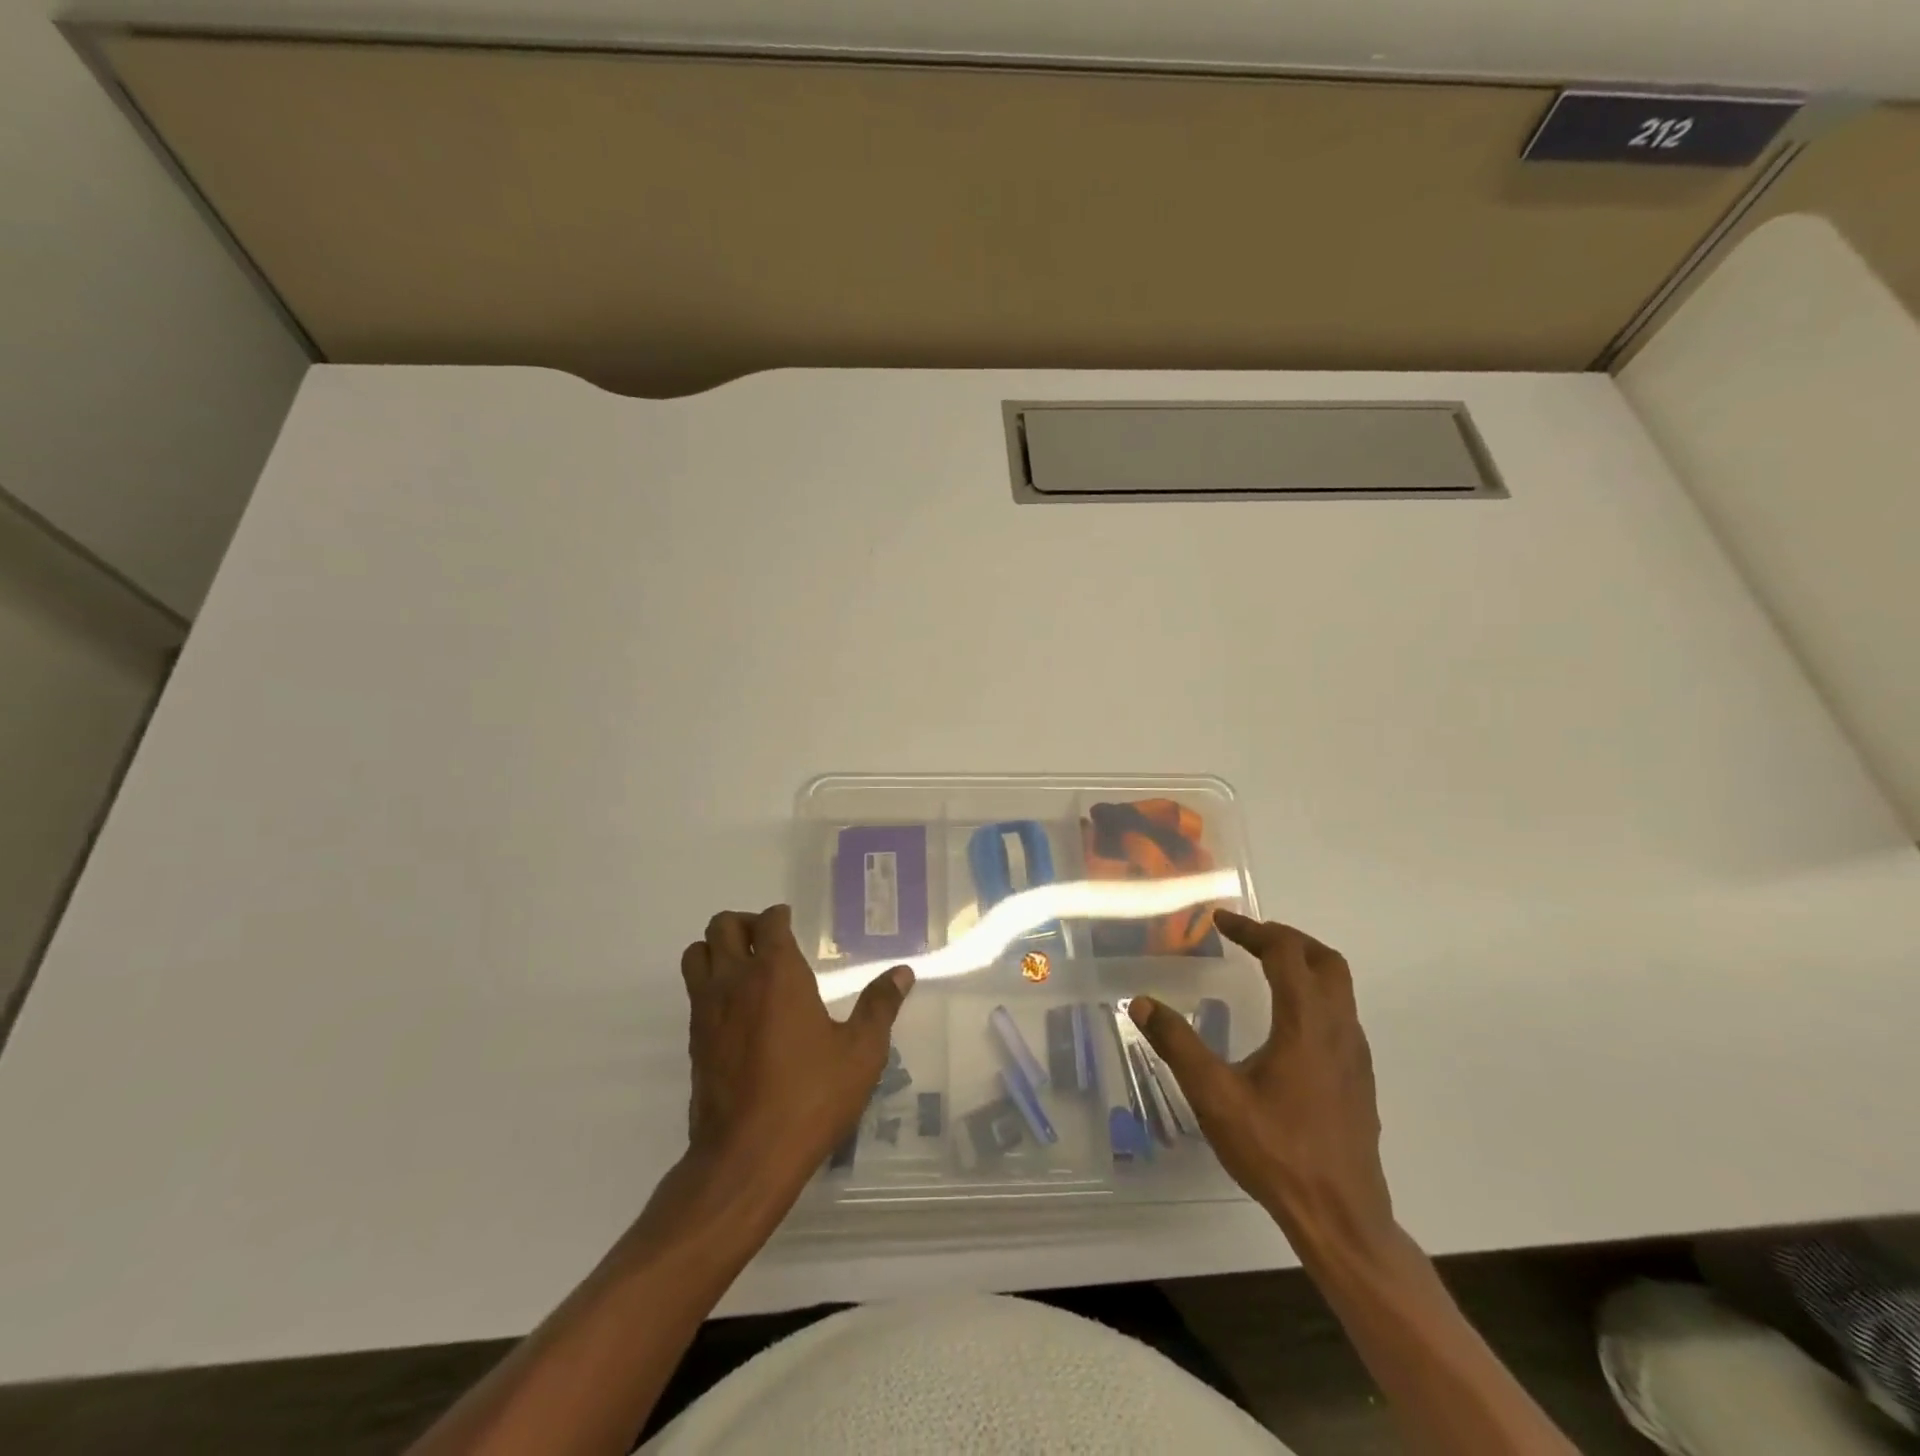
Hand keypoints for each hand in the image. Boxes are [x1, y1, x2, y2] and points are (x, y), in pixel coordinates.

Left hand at [680, 905, 912, 1194]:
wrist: (747, 1157)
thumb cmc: (810, 1097)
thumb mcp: (861, 1053)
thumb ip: (879, 1006)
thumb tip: (902, 973)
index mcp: (777, 973)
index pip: (768, 922)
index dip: (779, 917)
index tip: (790, 922)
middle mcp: (735, 981)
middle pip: (722, 926)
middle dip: (744, 924)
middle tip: (768, 941)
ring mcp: (707, 1011)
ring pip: (696, 954)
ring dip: (716, 949)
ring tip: (744, 967)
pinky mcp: (694, 1041)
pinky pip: (694, 992)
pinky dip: (710, 984)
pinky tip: (738, 1010)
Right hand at [1130, 910, 1393, 1255]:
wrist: (1341, 1218)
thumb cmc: (1276, 1151)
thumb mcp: (1214, 1096)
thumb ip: (1178, 1045)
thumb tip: (1142, 1002)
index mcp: (1306, 1024)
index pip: (1285, 953)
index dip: (1253, 930)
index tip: (1220, 922)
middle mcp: (1338, 1030)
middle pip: (1325, 960)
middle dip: (1287, 938)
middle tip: (1249, 935)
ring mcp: (1354, 1056)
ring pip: (1339, 988)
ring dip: (1304, 965)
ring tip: (1265, 968)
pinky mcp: (1358, 1079)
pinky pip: (1340, 1015)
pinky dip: (1314, 995)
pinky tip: (1285, 1024)